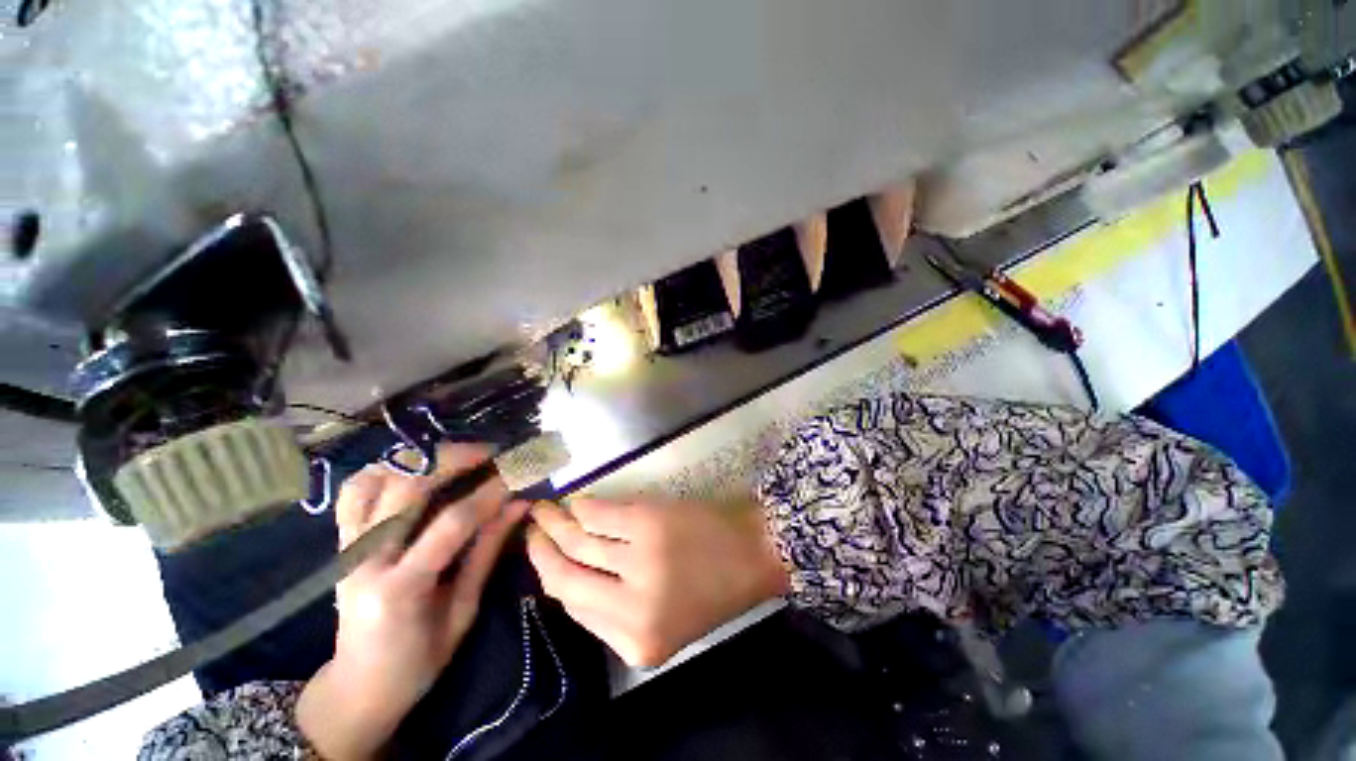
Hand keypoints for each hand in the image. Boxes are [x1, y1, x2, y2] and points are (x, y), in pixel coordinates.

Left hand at [297, 444, 527, 760]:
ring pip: (376, 479)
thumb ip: (487, 552)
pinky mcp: (341, 543)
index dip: (489, 493)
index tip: (518, 474)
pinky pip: (353, 491)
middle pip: (407, 487)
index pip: (451, 524)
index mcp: (400, 589)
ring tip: (457, 455)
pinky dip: (384, 469)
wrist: (358, 687)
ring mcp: (347, 548)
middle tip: (491, 453)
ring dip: (420, 458)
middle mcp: (365, 561)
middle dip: (455, 460)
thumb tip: (519, 505)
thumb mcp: (463, 611)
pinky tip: (414, 468)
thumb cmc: (419, 660)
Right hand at [526, 497, 788, 666]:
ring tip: (543, 511)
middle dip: (541, 551)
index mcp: (635, 645)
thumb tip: (569, 577)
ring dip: (555, 523)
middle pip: (565, 578)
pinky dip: (584, 506)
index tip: (541, 560)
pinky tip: (575, 501)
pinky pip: (600, 513)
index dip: (553, 581)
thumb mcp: (663, 624)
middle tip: (531, 530)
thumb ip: (613, 613)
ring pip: (578, 542)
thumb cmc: (711, 589)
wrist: (752, 552)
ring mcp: (639, 560)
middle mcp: (631, 608)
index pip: (574, 611)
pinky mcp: (648, 522)